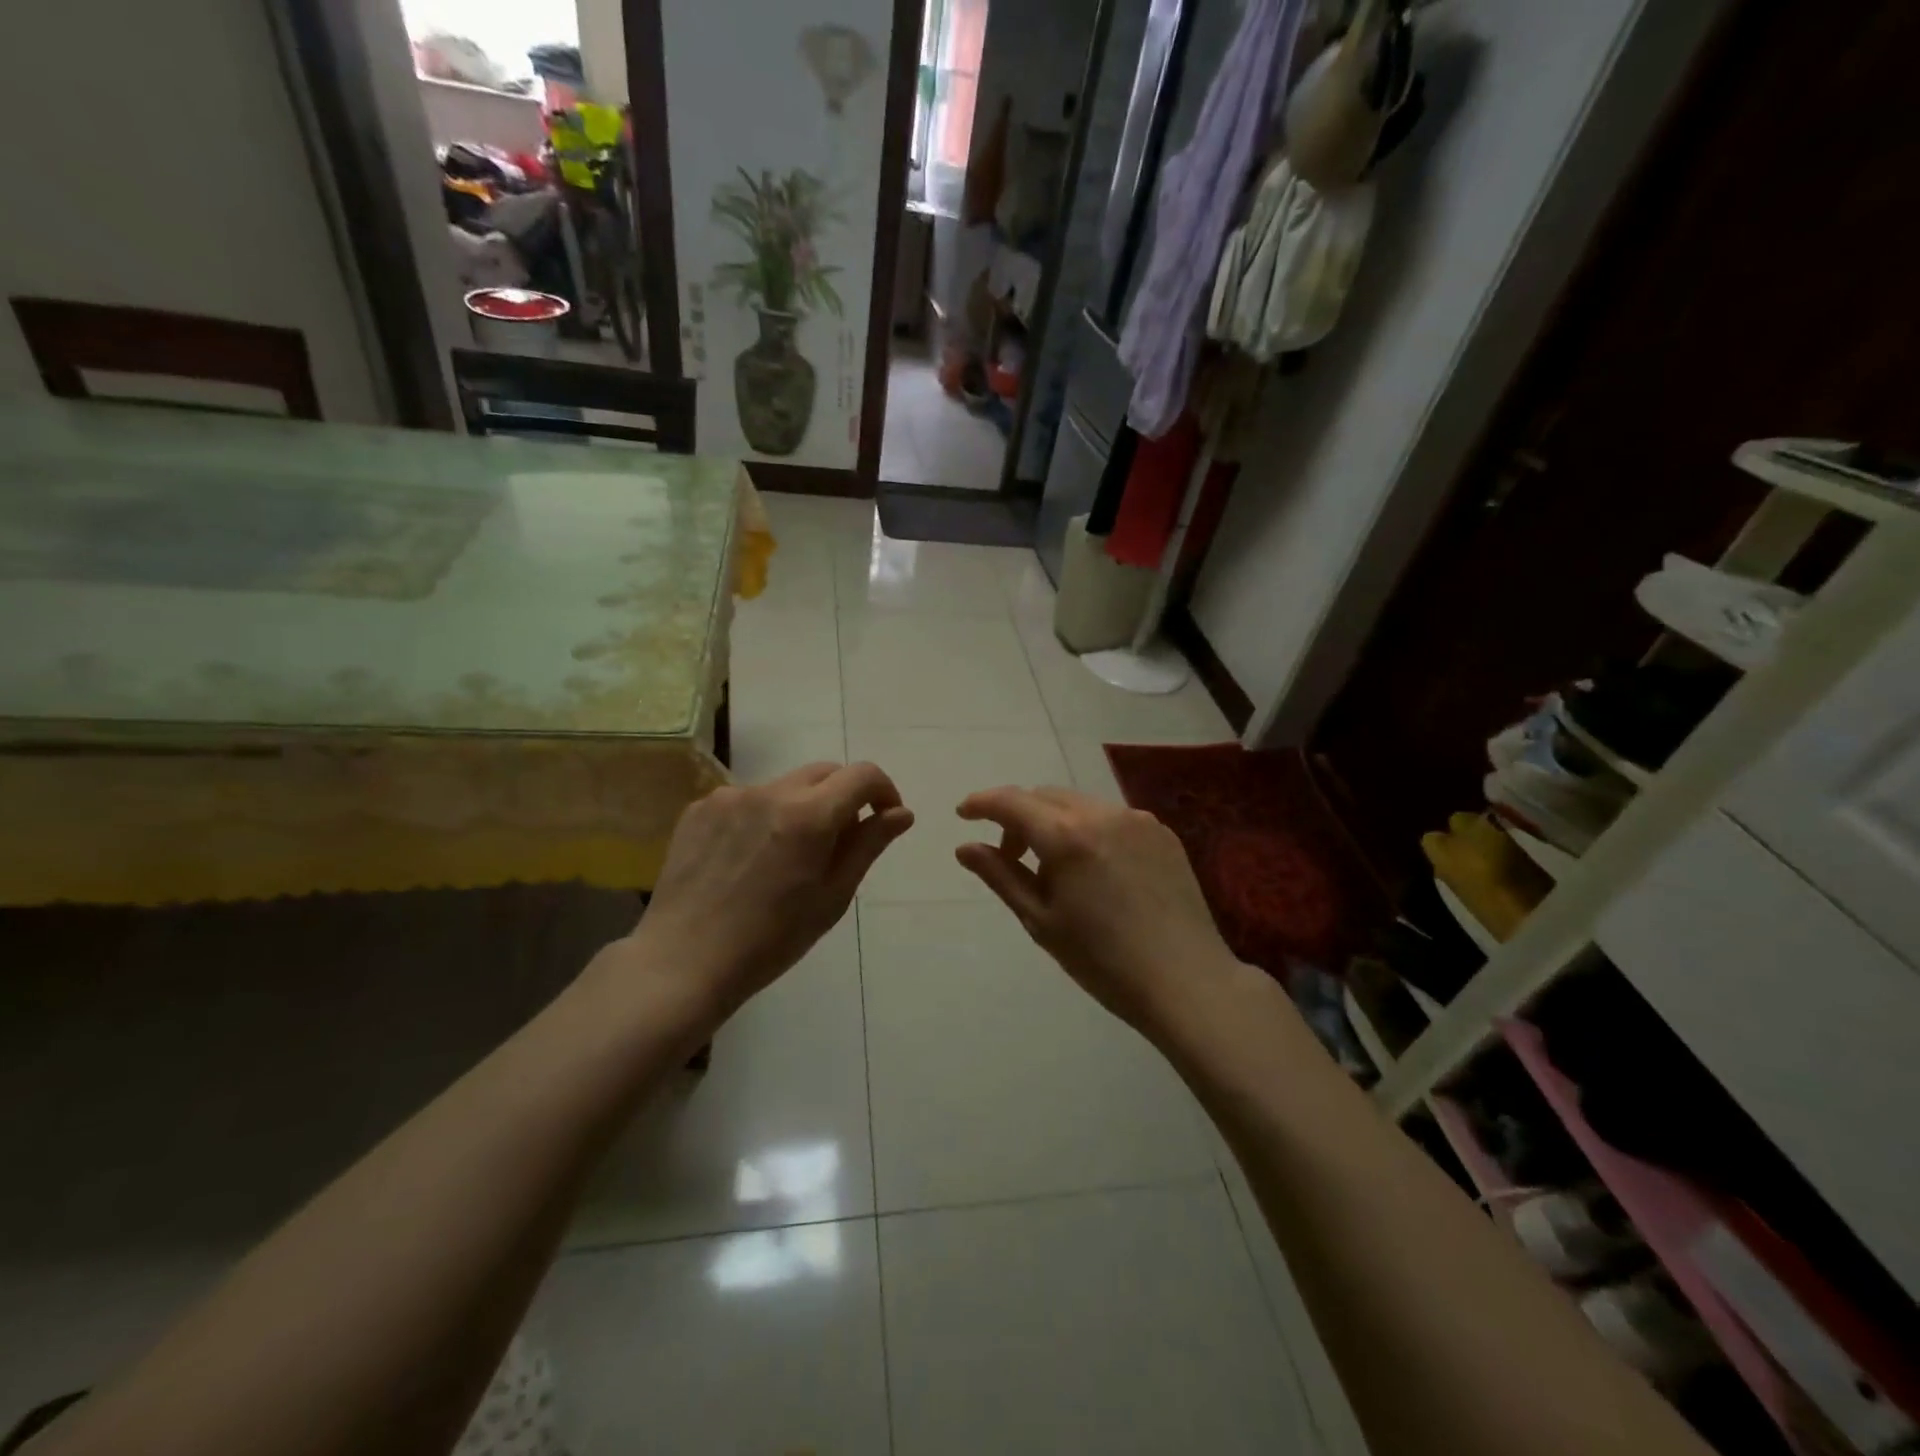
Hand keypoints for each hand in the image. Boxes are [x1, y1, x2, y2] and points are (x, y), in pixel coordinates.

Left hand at [620, 762, 912, 1021]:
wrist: (685, 961)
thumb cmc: (771, 940)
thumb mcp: (832, 897)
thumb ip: (868, 845)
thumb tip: (902, 813)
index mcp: (809, 815)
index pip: (862, 775)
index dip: (883, 790)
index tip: (884, 819)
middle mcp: (770, 792)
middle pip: (824, 773)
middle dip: (843, 797)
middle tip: (840, 842)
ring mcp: (729, 797)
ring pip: (785, 786)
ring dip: (801, 808)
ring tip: (787, 857)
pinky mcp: (700, 808)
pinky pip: (747, 800)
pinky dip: (763, 817)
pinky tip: (749, 859)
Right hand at [954, 786, 1242, 1037]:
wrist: (1186, 981)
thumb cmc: (1102, 960)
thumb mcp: (1041, 920)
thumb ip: (1000, 875)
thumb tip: (965, 847)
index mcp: (1066, 835)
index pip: (1011, 801)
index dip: (982, 803)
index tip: (964, 814)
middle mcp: (1101, 813)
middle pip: (1045, 796)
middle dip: (1019, 816)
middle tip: (1011, 856)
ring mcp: (1137, 819)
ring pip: (1079, 803)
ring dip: (1055, 822)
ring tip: (1057, 868)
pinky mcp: (1162, 832)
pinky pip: (1112, 817)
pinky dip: (1090, 830)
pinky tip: (1096, 870)